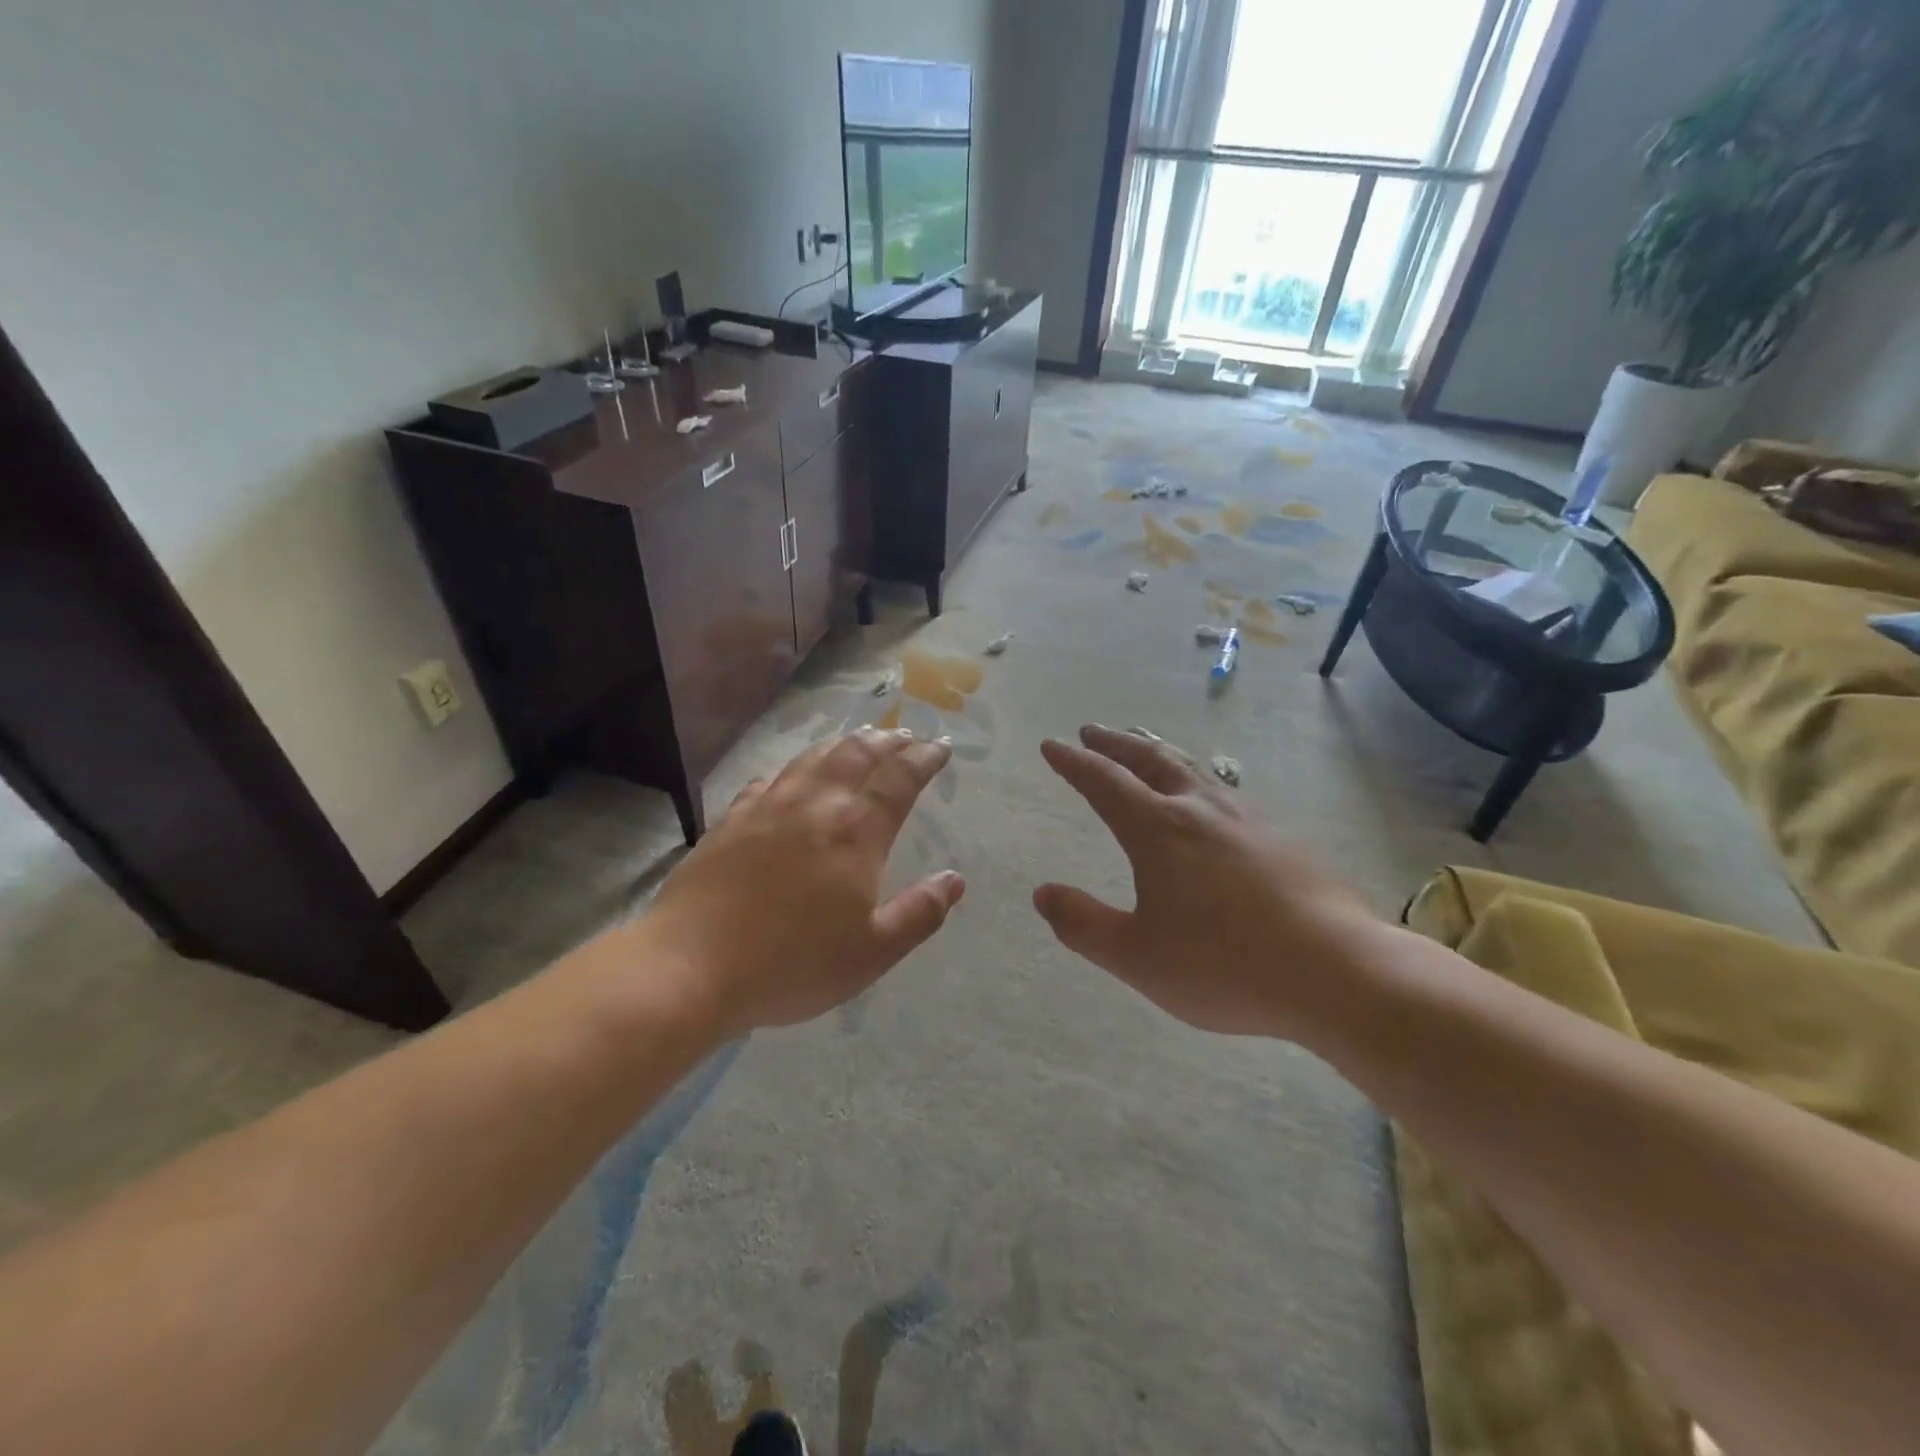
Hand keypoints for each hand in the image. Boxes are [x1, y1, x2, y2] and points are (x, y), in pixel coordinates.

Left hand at [644, 729, 964, 1036]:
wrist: (691, 965)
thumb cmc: (791, 963)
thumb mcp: (872, 952)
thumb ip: (919, 912)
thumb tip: (954, 879)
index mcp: (855, 832)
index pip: (899, 779)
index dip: (924, 759)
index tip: (941, 748)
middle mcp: (814, 806)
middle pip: (856, 756)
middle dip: (886, 742)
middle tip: (904, 736)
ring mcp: (767, 808)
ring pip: (812, 759)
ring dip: (842, 745)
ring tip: (858, 741)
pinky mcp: (730, 821)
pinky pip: (768, 780)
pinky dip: (791, 769)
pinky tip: (789, 776)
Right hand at [1033, 725, 1382, 1037]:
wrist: (1337, 971)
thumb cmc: (1223, 966)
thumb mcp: (1136, 957)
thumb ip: (1083, 924)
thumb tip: (1043, 893)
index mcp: (1158, 830)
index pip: (1104, 782)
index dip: (1074, 762)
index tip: (1052, 745)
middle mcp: (1200, 810)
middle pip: (1150, 759)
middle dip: (1115, 743)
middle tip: (1092, 732)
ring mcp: (1245, 819)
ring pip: (1191, 769)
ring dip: (1156, 753)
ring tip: (1143, 751)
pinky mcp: (1279, 837)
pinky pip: (1222, 790)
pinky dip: (1194, 778)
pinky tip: (1205, 800)